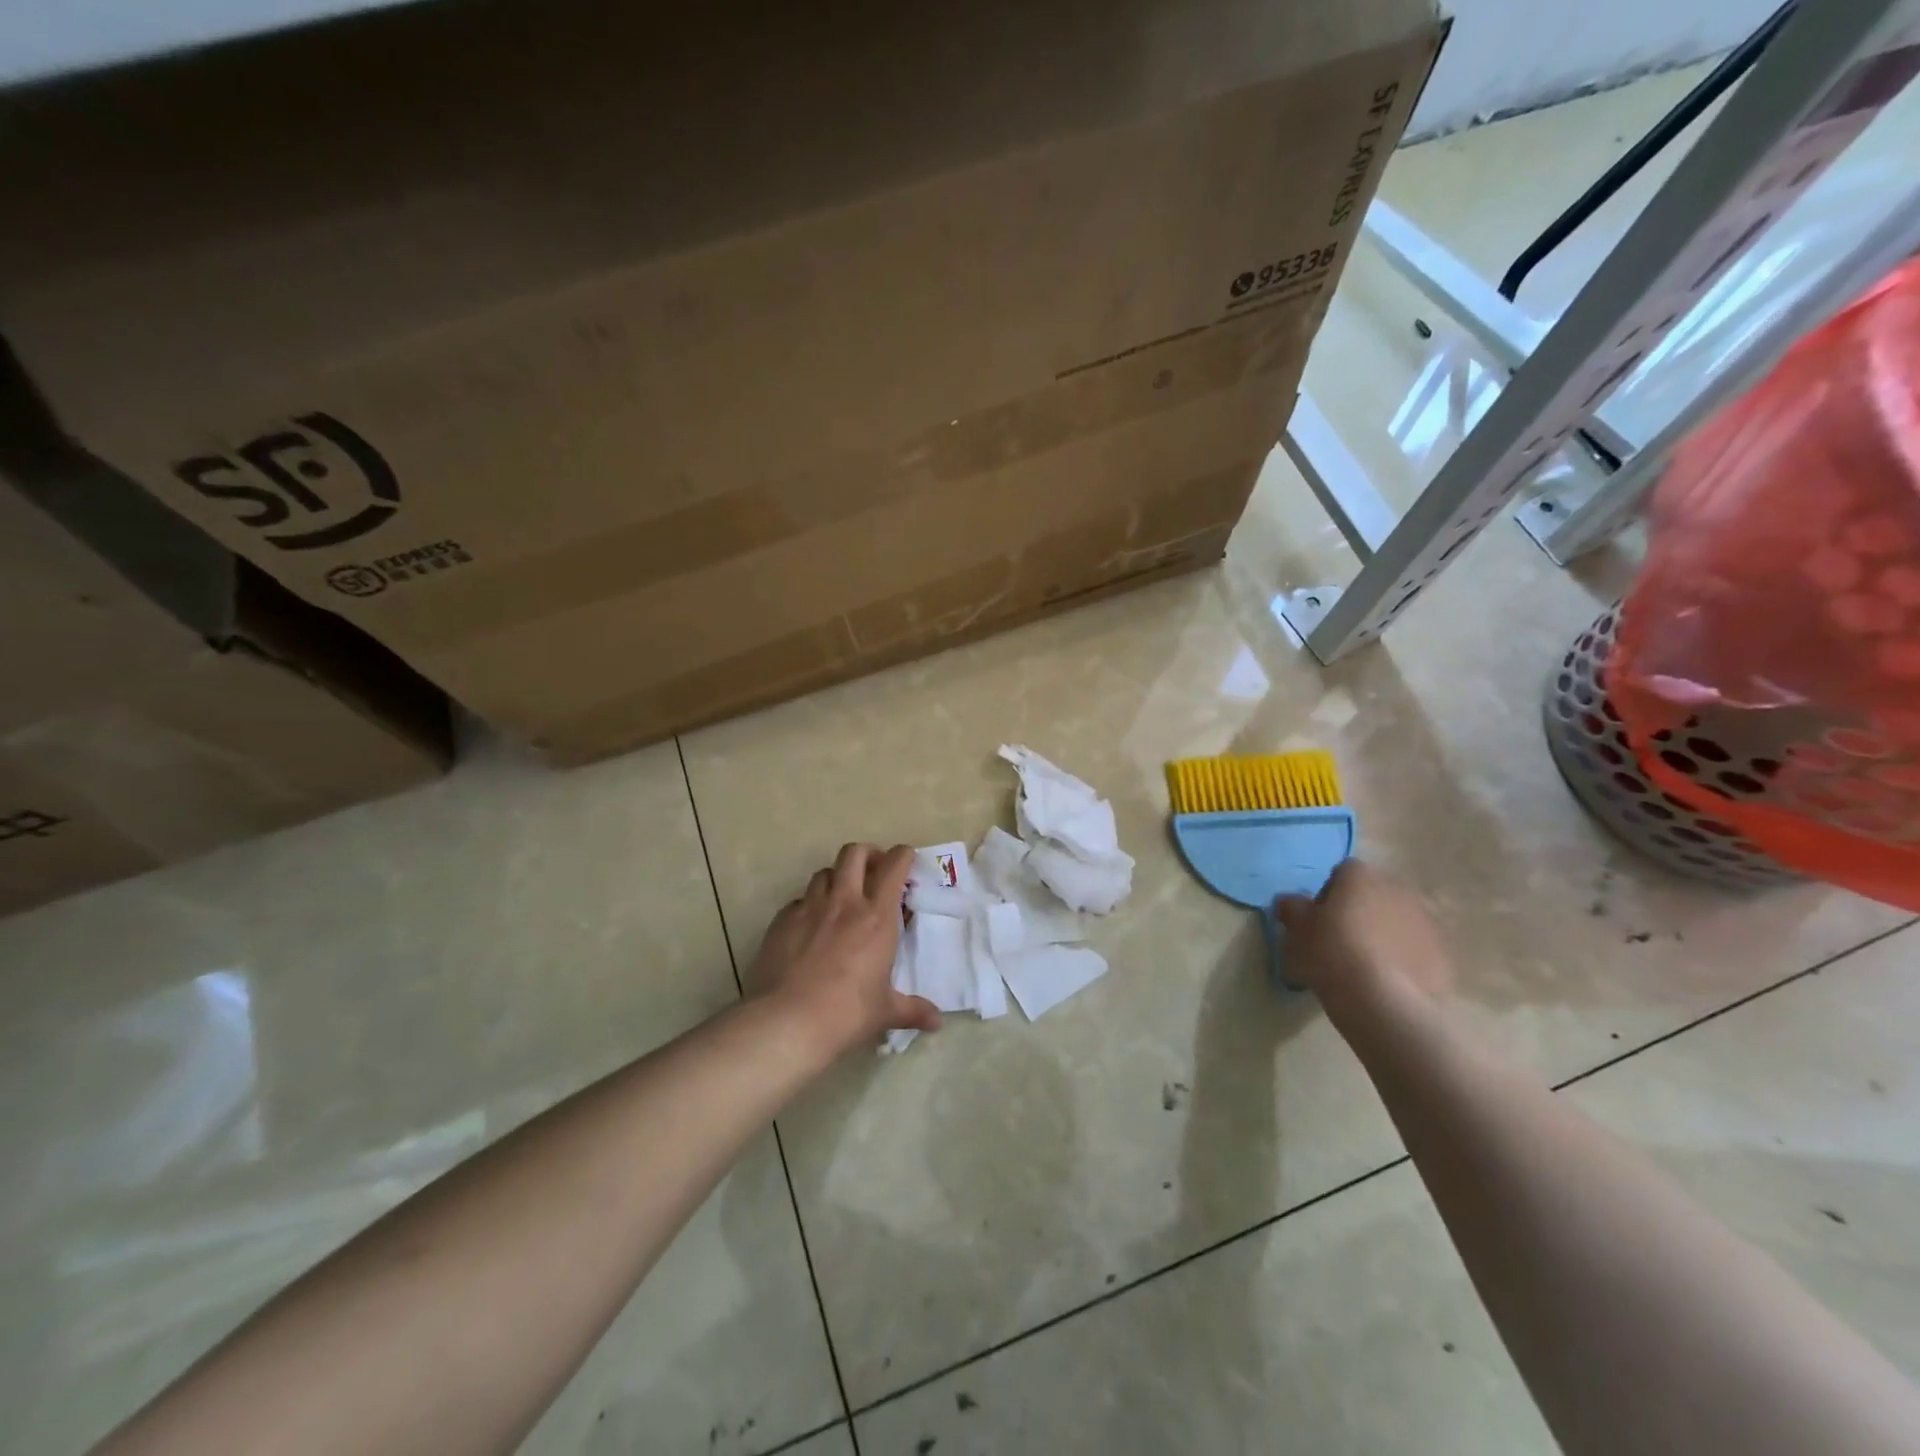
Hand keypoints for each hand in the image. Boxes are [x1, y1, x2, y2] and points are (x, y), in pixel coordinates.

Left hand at [748, 843, 942, 1058]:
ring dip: (837, 878)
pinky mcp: (782, 921)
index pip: (893, 866)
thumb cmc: (847, 1013)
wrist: (787, 1021)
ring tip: (841, 897)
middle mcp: (844, 903)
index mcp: (876, 917)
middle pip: (854, 853)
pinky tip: (810, 927)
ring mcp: (809, 908)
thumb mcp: (885, 1011)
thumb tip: (937, 1021)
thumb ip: (912, 1009)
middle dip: (867, 854)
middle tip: (873, 872)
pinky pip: (798, 901)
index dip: (902, 856)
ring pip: (824, 873)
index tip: (906, 861)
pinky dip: (808, 905)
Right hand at [1275, 860, 1450, 1015]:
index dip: (1328, 895)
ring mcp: (1425, 921)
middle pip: (1373, 895)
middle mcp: (1397, 889)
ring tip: (1364, 966)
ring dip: (1382, 934)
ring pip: (1397, 920)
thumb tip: (1290, 901)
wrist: (1384, 1003)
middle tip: (1339, 942)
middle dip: (1358, 912)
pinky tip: (1387, 982)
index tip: (1318, 921)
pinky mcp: (1443, 953)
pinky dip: (1403, 958)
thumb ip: (1292, 909)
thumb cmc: (1332, 954)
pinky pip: (1416, 948)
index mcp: (1360, 876)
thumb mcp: (1297, 931)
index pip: (1342, 873)